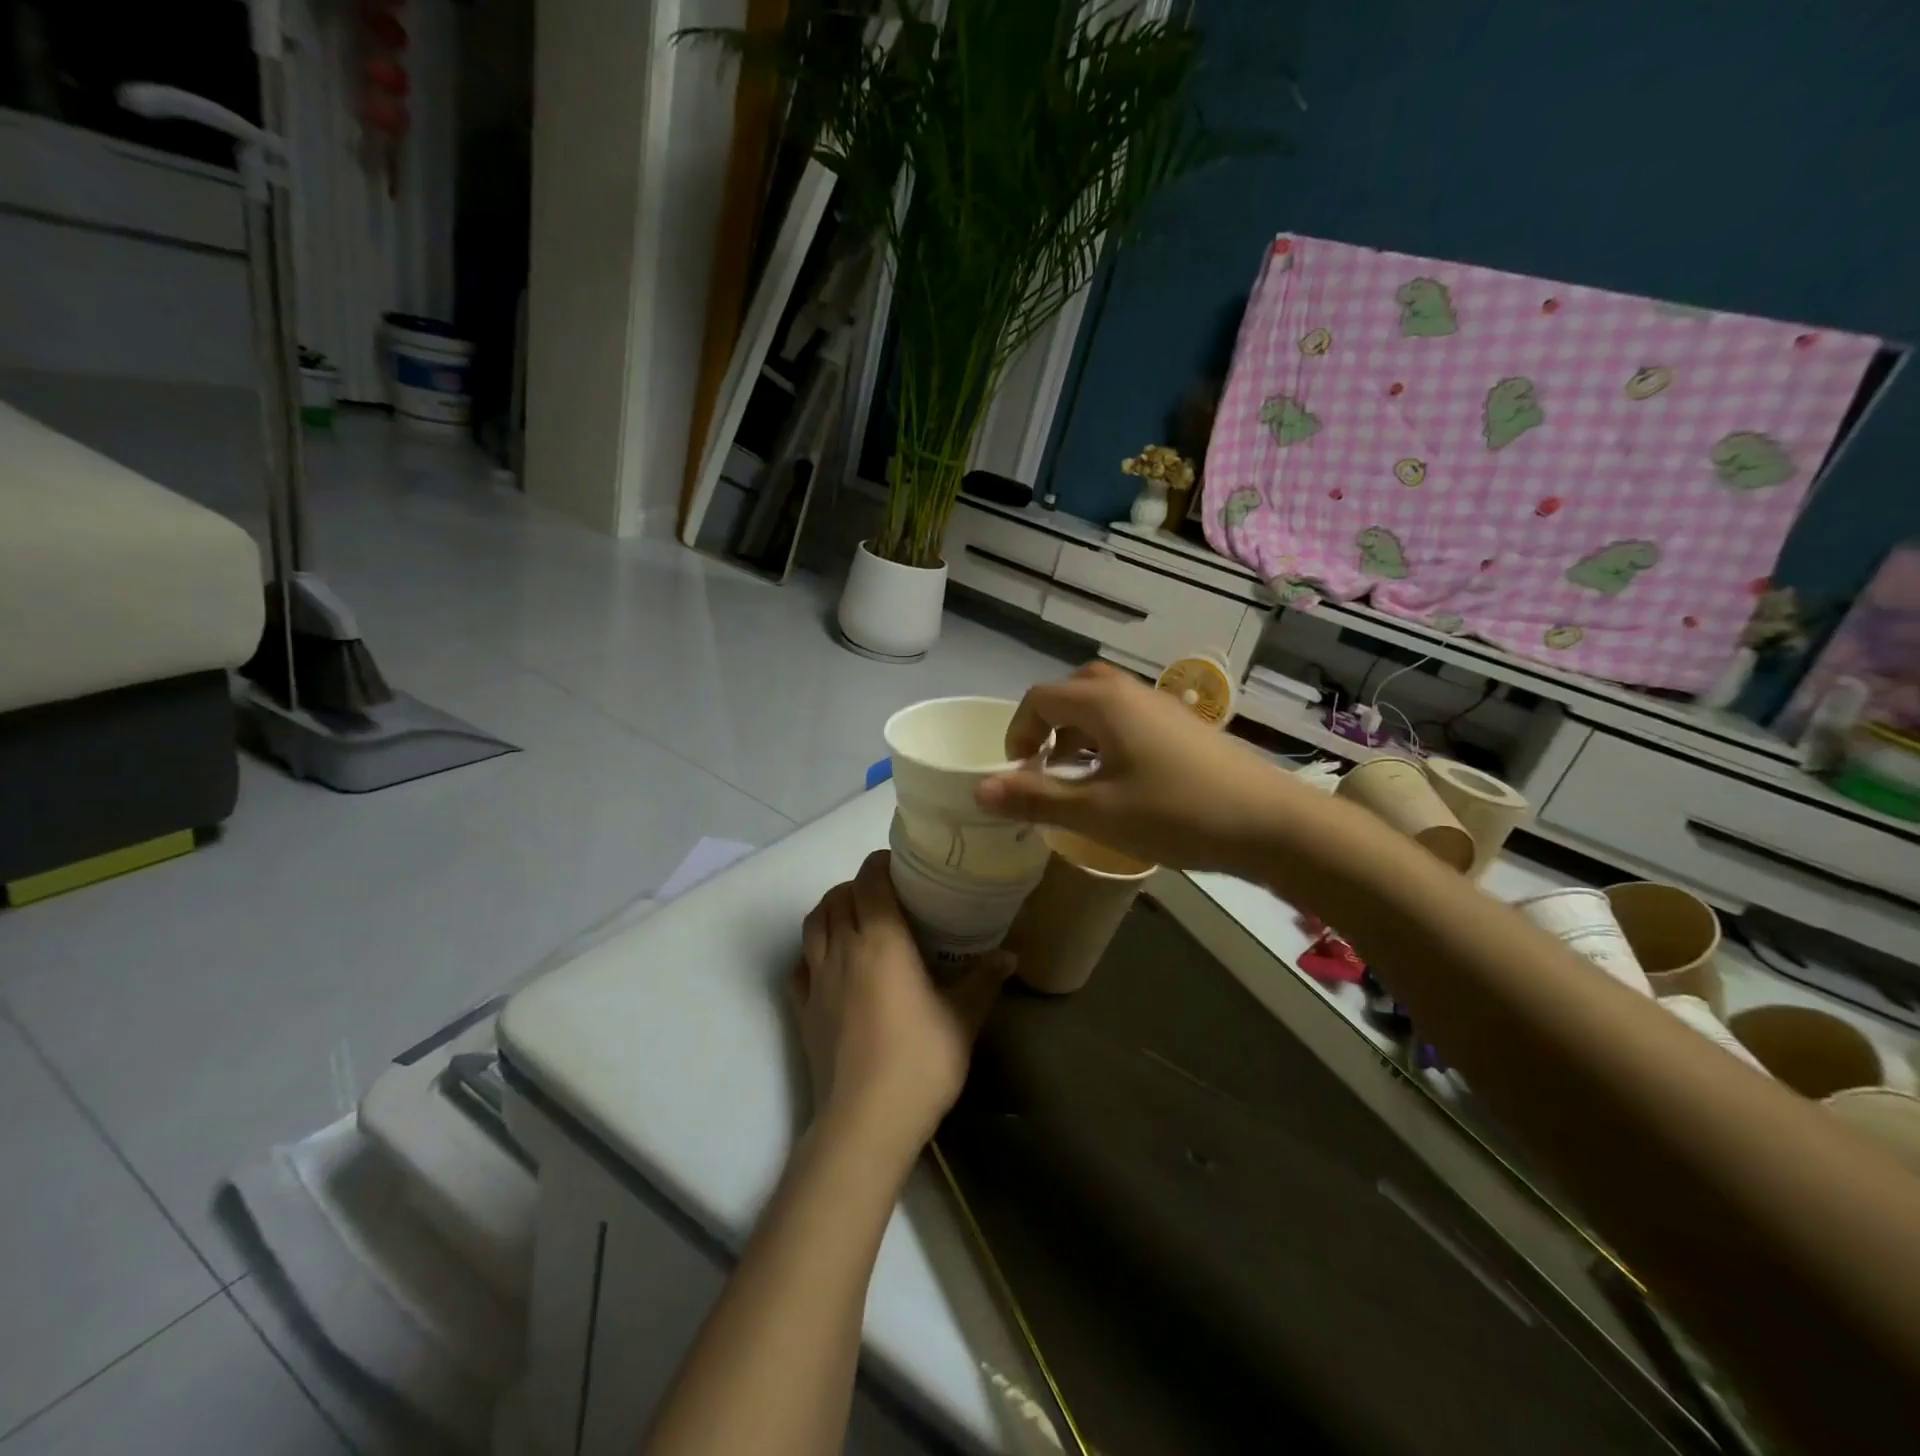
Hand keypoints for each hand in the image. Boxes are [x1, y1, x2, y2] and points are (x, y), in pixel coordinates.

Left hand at [794, 851, 1008, 1161]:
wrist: (865, 1121)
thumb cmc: (920, 1061)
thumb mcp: (963, 1019)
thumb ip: (984, 979)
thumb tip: (1011, 954)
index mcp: (881, 940)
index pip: (869, 881)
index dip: (880, 864)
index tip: (899, 865)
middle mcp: (843, 949)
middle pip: (837, 896)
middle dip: (857, 885)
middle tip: (884, 894)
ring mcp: (816, 979)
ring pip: (812, 924)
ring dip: (830, 910)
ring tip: (854, 918)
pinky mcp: (801, 1009)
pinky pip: (799, 964)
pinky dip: (811, 951)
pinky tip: (829, 963)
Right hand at [974, 662, 1297, 875]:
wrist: (1271, 823)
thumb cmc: (1176, 813)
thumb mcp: (1097, 812)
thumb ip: (1035, 797)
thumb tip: (980, 788)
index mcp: (1104, 702)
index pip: (1040, 698)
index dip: (1018, 733)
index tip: (1019, 774)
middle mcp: (1131, 692)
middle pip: (1073, 691)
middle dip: (1048, 726)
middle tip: (1045, 767)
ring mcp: (1163, 707)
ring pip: (1104, 705)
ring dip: (1078, 734)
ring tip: (1079, 780)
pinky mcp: (1185, 727)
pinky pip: (1130, 720)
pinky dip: (1109, 741)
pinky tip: (1121, 783)